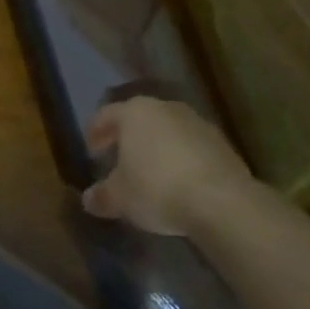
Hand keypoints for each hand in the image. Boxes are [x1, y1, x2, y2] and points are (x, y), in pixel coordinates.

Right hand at [81, 97, 250, 236]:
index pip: (106, 115)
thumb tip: (88, 200)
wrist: (220, 200)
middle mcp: (164, 108)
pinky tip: (179, 180)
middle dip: (127, 137)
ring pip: (167, 130)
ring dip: (156, 146)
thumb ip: (102, 196)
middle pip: (139, 118)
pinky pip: (191, 145)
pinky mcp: (221, 142)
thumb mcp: (120, 198)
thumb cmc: (157, 188)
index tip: (91, 150)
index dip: (96, 132)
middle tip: (118, 157)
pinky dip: (180, 157)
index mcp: (134, 112)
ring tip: (150, 171)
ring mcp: (196, 122)